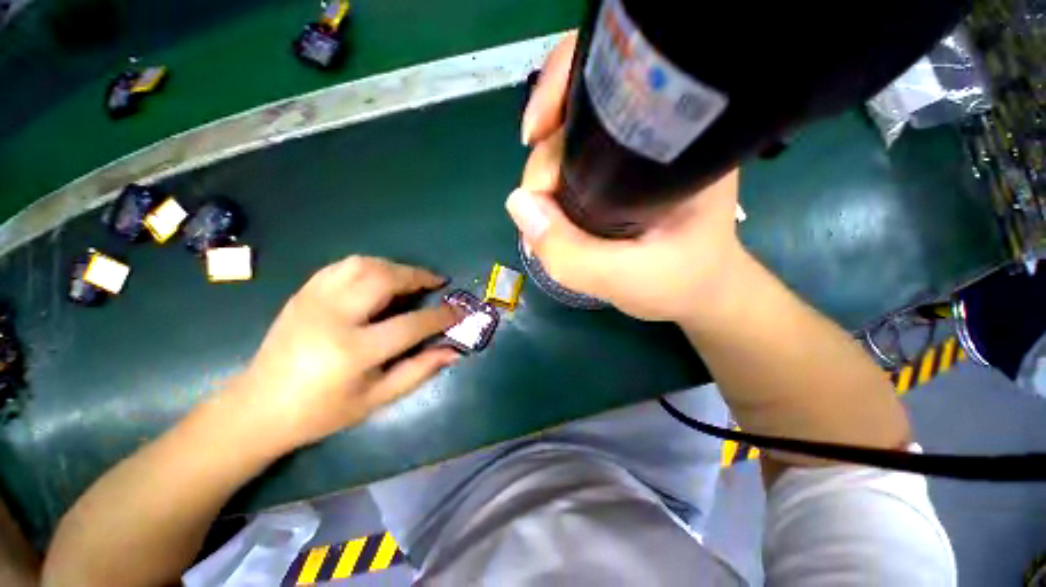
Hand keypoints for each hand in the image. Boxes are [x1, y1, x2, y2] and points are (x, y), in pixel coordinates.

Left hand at [223, 256, 459, 453]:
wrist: (257, 408)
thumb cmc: (322, 411)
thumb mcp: (376, 399)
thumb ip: (419, 371)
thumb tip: (453, 351)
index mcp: (352, 351)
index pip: (410, 324)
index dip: (441, 317)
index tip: (459, 312)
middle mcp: (333, 317)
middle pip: (385, 279)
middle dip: (418, 277)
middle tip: (436, 283)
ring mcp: (313, 300)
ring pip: (363, 264)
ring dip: (395, 267)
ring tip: (411, 279)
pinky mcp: (303, 293)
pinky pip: (342, 266)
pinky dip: (369, 265)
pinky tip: (379, 278)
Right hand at [509, 33, 744, 323]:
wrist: (699, 290)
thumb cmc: (678, 282)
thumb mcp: (623, 278)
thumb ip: (569, 251)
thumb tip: (517, 203)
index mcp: (676, 141)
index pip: (611, 84)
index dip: (560, 95)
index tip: (533, 137)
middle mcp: (657, 134)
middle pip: (578, 118)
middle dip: (545, 161)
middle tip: (537, 213)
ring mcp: (636, 154)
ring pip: (571, 144)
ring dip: (545, 178)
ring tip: (542, 220)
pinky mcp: (621, 174)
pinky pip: (573, 165)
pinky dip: (552, 186)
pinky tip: (549, 212)